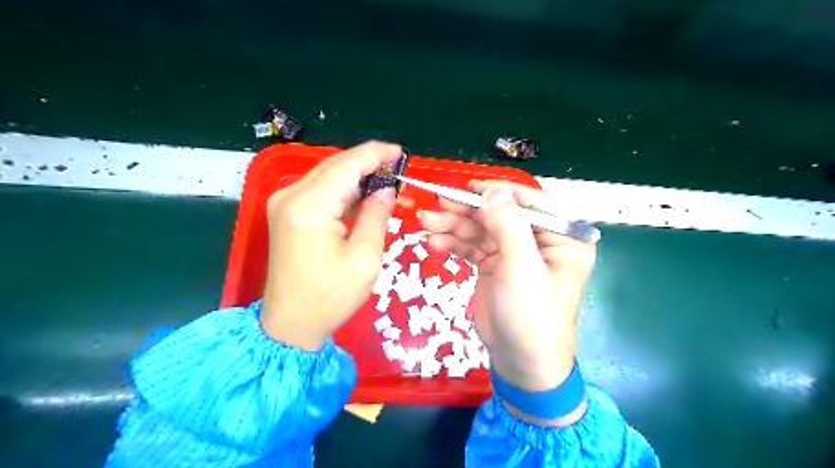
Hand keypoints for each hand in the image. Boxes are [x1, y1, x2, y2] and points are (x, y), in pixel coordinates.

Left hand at [260, 140, 405, 351]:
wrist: (290, 325)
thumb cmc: (330, 296)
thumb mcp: (364, 257)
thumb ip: (376, 215)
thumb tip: (387, 189)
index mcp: (309, 206)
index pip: (347, 165)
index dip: (376, 155)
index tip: (401, 152)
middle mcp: (290, 196)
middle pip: (335, 166)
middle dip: (367, 164)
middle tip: (397, 169)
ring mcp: (284, 204)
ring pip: (327, 176)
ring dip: (356, 177)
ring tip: (386, 182)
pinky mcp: (286, 214)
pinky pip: (319, 191)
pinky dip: (343, 191)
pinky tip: (363, 196)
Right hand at [421, 181, 596, 407]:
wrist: (520, 363)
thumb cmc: (531, 315)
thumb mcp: (522, 268)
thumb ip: (509, 225)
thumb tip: (494, 188)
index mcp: (561, 237)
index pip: (531, 203)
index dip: (499, 192)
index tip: (469, 186)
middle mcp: (539, 241)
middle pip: (500, 215)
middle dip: (468, 211)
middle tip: (437, 204)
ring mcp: (514, 253)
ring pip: (482, 230)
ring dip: (454, 226)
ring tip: (426, 223)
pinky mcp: (494, 267)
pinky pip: (473, 248)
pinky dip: (454, 244)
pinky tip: (433, 243)